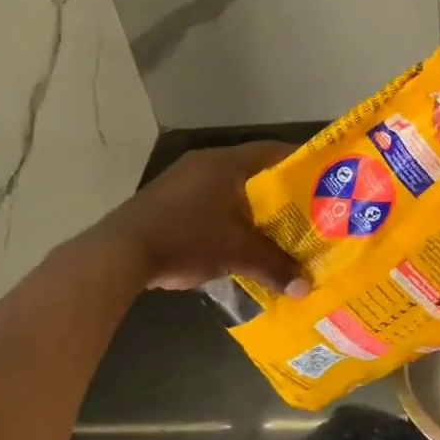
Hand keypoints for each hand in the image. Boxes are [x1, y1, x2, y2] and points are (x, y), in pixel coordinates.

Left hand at [103, 142, 309, 295]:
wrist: (119, 253)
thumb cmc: (186, 238)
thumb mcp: (236, 253)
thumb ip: (274, 266)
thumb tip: (306, 288)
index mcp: (226, 163)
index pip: (272, 151)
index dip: (298, 164)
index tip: (320, 180)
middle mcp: (205, 163)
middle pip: (252, 171)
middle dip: (278, 192)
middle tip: (304, 210)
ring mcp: (182, 180)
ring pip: (229, 188)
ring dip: (250, 207)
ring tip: (275, 229)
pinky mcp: (167, 201)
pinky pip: (209, 201)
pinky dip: (227, 216)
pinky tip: (236, 240)